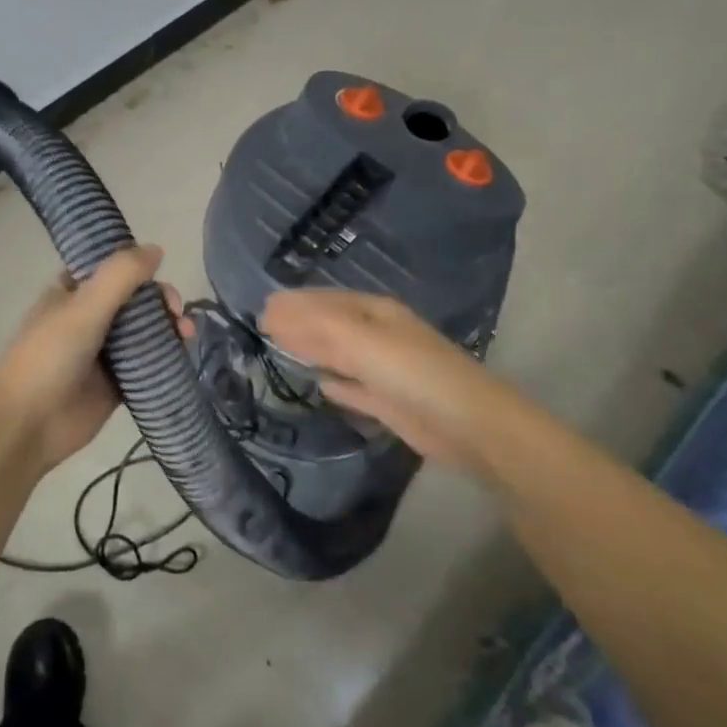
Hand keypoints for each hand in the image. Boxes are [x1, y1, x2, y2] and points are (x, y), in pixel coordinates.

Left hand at [0, 245, 181, 472]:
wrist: (28, 423)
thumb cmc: (49, 355)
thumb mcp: (84, 306)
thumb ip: (121, 275)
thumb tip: (157, 249)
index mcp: (73, 293)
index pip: (111, 268)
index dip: (137, 266)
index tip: (159, 270)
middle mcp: (89, 318)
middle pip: (135, 300)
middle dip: (160, 300)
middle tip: (175, 311)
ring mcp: (104, 352)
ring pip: (146, 331)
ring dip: (169, 327)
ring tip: (186, 333)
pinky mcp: (118, 384)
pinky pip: (149, 364)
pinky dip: (167, 357)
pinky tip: (184, 354)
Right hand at [259, 289, 503, 472]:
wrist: (468, 425)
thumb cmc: (412, 372)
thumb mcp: (361, 341)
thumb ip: (314, 326)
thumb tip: (270, 310)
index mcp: (374, 312)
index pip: (325, 301)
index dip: (293, 304)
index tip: (259, 311)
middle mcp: (377, 335)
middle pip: (330, 326)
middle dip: (299, 325)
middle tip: (260, 329)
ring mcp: (383, 369)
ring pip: (338, 355)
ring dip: (311, 352)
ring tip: (278, 350)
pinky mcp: (387, 402)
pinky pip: (352, 386)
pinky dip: (333, 383)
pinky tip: (318, 384)